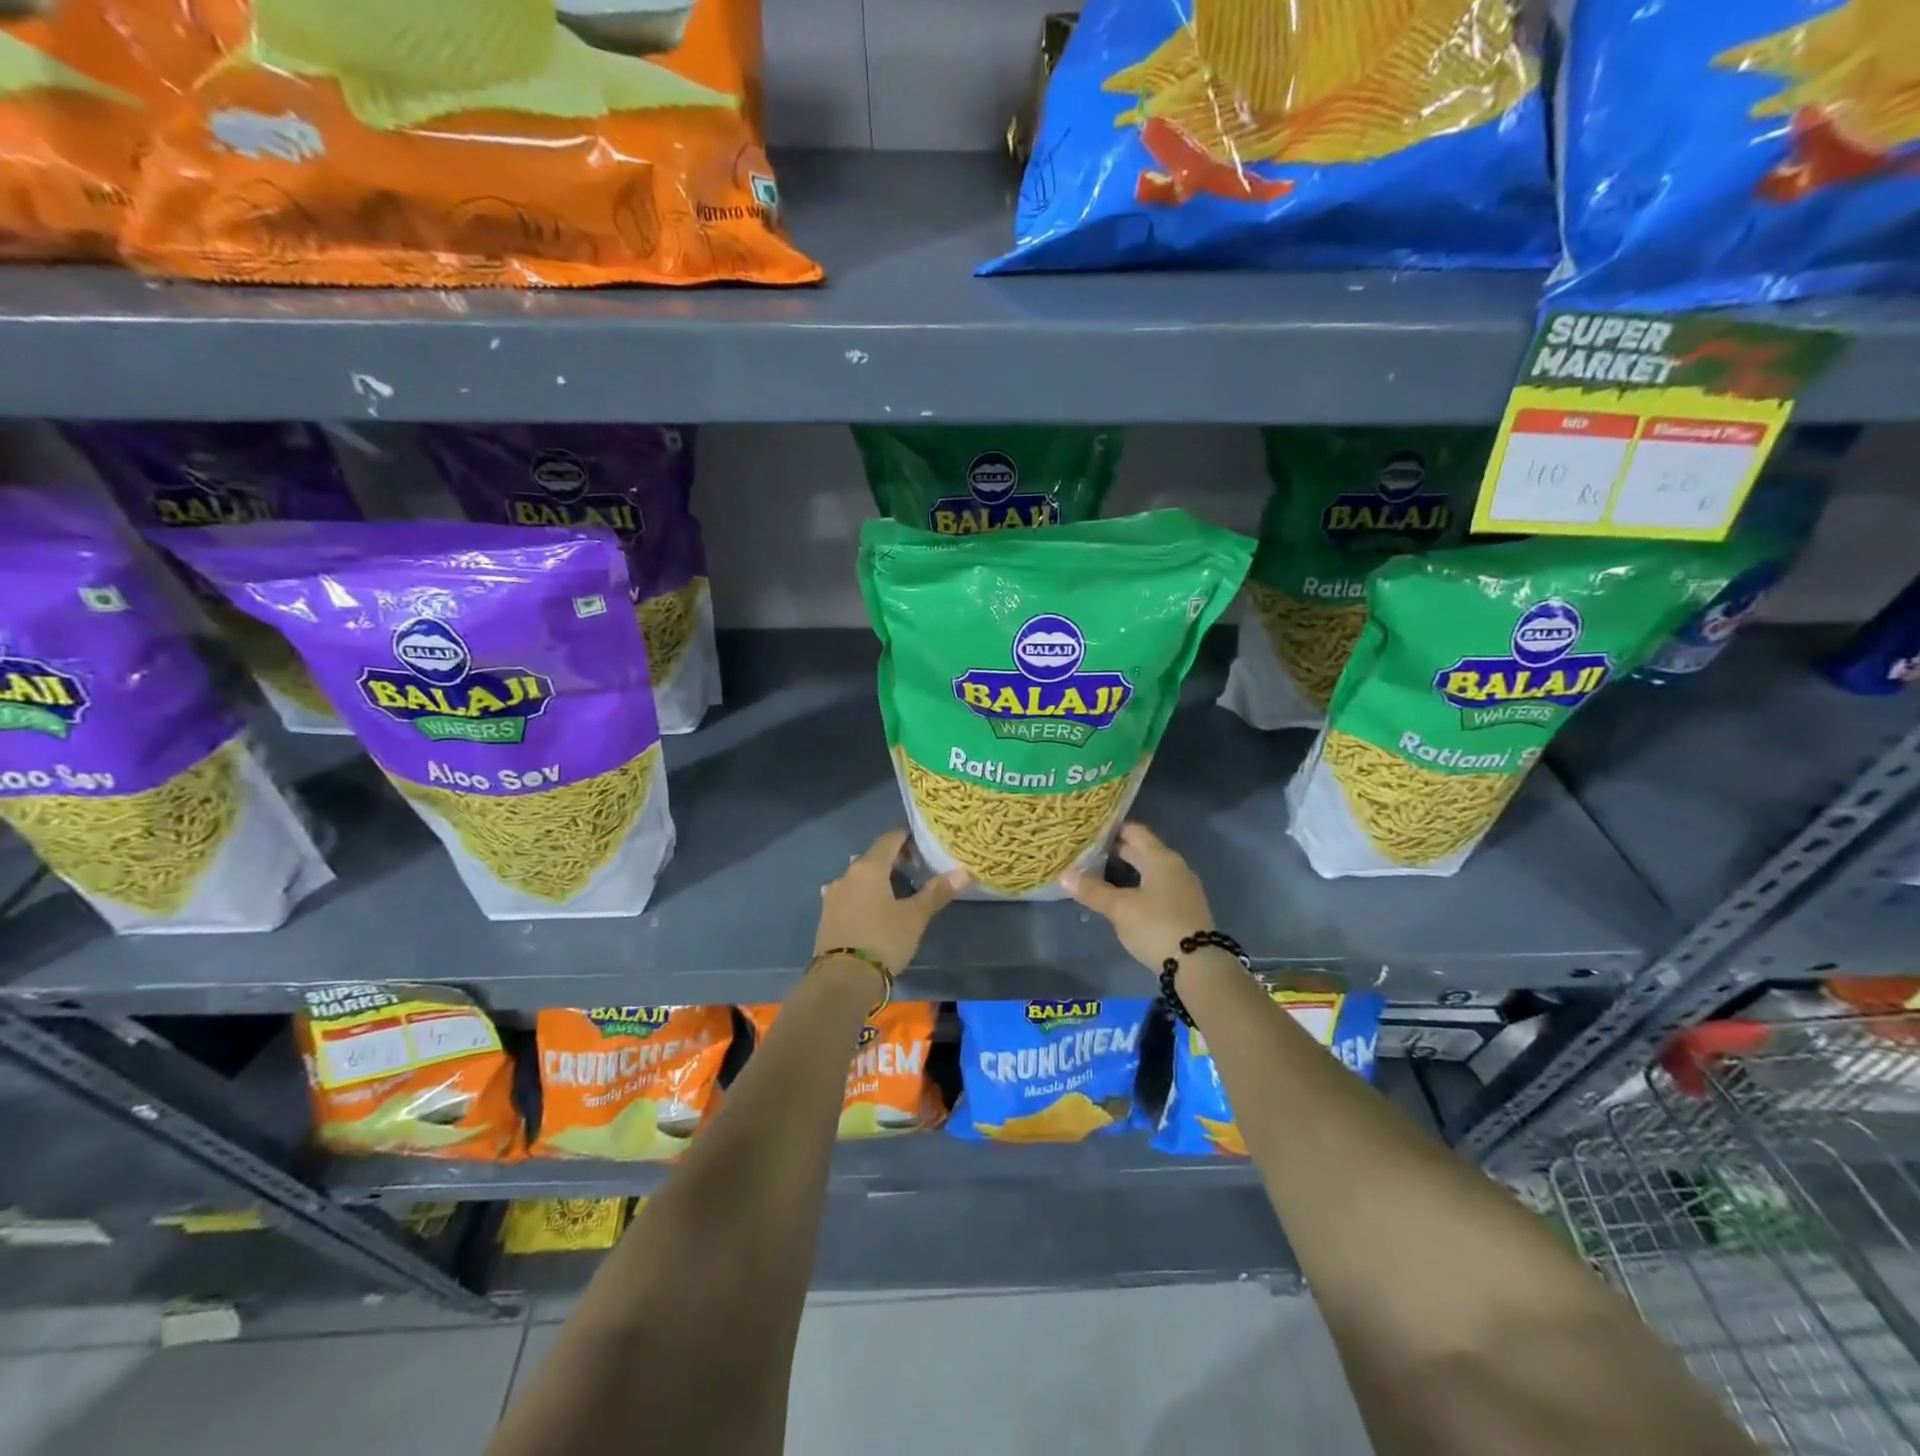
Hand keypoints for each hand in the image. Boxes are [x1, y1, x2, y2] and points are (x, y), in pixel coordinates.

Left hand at [815, 830, 966, 976]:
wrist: (842, 979)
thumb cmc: (883, 940)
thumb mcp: (915, 917)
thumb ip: (937, 892)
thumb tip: (963, 871)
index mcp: (869, 868)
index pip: (889, 840)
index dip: (906, 838)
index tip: (922, 843)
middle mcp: (847, 875)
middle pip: (872, 857)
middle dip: (893, 859)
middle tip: (915, 869)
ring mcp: (833, 896)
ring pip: (858, 877)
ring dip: (875, 879)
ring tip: (894, 890)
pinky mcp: (826, 916)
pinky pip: (848, 896)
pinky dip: (862, 895)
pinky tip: (870, 908)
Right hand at [1060, 822, 1212, 972]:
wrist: (1198, 966)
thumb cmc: (1156, 926)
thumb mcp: (1120, 908)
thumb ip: (1093, 890)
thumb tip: (1064, 874)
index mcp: (1161, 858)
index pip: (1135, 831)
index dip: (1113, 828)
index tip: (1090, 828)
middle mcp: (1175, 868)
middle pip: (1143, 851)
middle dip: (1116, 850)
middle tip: (1087, 849)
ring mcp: (1182, 889)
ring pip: (1149, 870)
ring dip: (1127, 870)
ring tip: (1098, 872)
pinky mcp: (1183, 910)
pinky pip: (1156, 888)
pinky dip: (1137, 886)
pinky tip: (1122, 896)